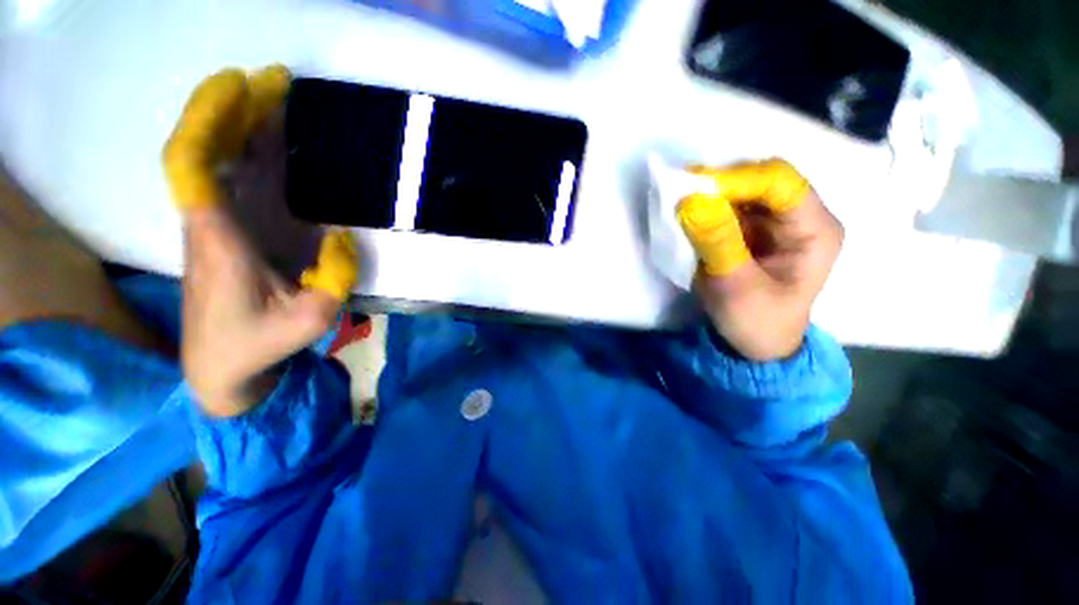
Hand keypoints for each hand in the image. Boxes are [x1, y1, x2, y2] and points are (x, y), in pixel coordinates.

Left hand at [163, 66, 357, 416]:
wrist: (220, 366)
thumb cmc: (259, 345)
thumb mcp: (311, 320)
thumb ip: (334, 278)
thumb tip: (341, 234)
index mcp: (218, 242)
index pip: (191, 169)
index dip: (208, 122)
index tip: (240, 87)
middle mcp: (209, 224)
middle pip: (206, 151)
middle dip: (232, 109)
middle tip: (272, 79)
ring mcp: (217, 226)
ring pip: (218, 161)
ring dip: (241, 124)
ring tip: (273, 94)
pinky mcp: (228, 233)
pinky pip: (231, 179)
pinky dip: (247, 150)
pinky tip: (270, 138)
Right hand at [676, 159, 842, 360]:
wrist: (754, 344)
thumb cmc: (755, 322)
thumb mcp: (736, 287)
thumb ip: (717, 243)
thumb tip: (690, 201)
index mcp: (814, 230)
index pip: (780, 182)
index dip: (736, 179)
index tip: (692, 189)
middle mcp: (800, 217)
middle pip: (761, 179)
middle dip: (720, 183)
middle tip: (679, 191)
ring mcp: (775, 222)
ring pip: (742, 191)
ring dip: (710, 194)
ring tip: (678, 202)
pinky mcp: (753, 231)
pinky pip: (729, 207)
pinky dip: (706, 208)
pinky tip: (687, 214)